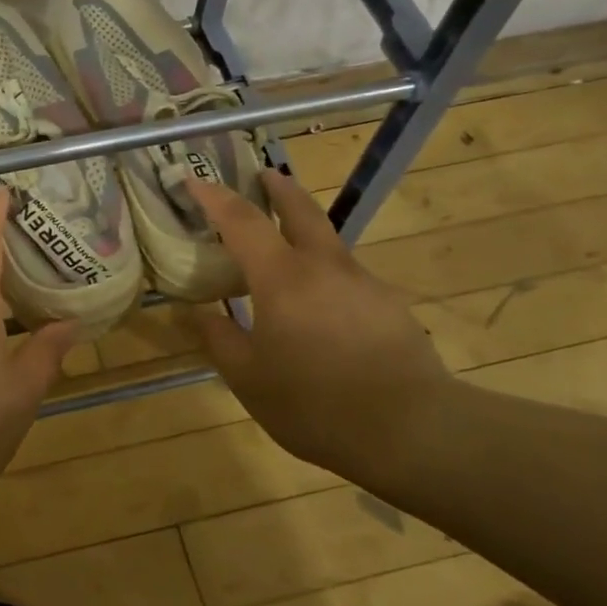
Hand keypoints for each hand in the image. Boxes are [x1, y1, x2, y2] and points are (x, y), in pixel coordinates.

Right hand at [185, 171, 453, 480]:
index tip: (194, 180)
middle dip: (278, 188)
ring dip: (303, 233)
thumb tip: (195, 312)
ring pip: (327, 244)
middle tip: (262, 174)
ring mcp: (363, 283)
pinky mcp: (389, 306)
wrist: (412, 431)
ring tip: (284, 257)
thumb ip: (219, 339)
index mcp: (282, 278)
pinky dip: (325, 276)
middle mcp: (324, 267)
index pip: (242, 222)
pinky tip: (321, 311)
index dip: (214, 197)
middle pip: (300, 210)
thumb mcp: (248, 379)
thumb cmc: (315, 403)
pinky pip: (347, 278)